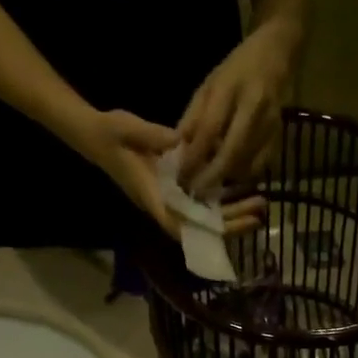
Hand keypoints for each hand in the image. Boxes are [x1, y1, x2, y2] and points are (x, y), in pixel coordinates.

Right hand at [75, 107, 266, 241]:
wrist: (97, 135)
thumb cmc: (110, 133)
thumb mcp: (127, 128)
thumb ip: (152, 136)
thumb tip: (180, 141)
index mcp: (150, 195)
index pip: (176, 222)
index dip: (202, 229)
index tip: (226, 226)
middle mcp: (163, 204)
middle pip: (199, 227)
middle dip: (229, 223)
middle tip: (258, 213)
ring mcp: (170, 200)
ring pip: (204, 220)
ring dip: (232, 216)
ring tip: (259, 206)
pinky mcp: (175, 192)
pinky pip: (202, 206)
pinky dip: (223, 205)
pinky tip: (244, 195)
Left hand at [178, 20, 294, 195]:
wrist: (276, 54)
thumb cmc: (236, 68)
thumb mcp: (208, 85)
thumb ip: (193, 117)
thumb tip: (178, 150)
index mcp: (229, 88)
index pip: (209, 129)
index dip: (194, 156)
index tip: (181, 176)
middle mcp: (253, 106)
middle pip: (231, 151)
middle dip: (212, 176)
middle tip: (196, 192)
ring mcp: (270, 123)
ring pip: (247, 162)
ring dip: (227, 179)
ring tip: (210, 189)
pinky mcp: (280, 135)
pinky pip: (262, 165)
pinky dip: (245, 176)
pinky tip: (232, 179)